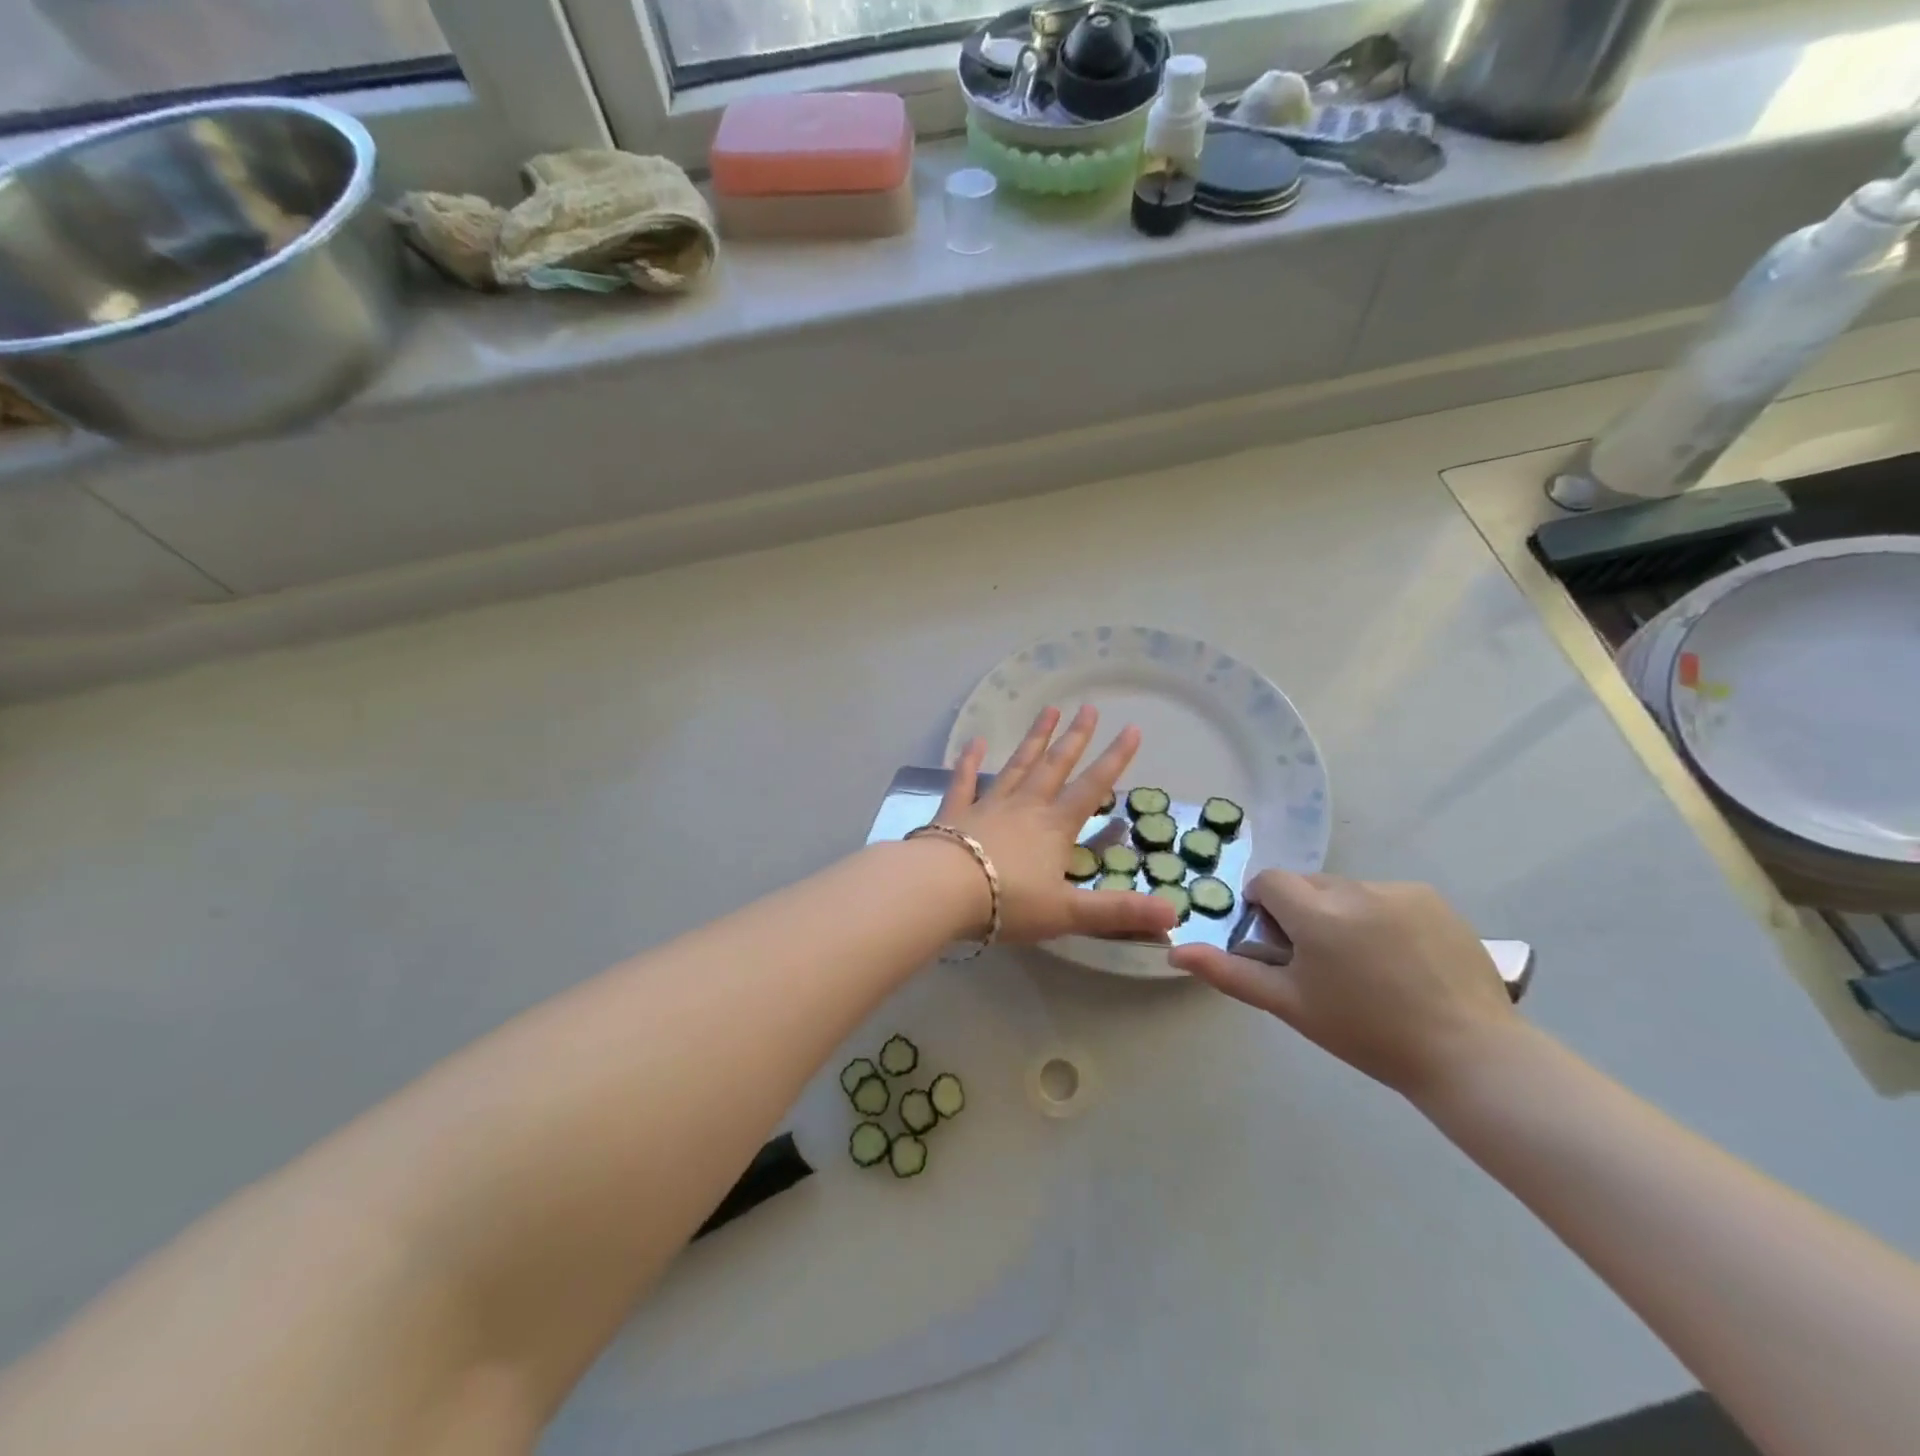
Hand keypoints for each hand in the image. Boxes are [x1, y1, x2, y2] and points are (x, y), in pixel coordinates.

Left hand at [933, 706, 1178, 944]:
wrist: (943, 890)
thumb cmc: (1008, 902)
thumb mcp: (1069, 912)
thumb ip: (1119, 912)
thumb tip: (1175, 915)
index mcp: (1055, 827)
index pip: (1092, 787)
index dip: (1115, 759)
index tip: (1132, 729)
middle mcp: (1025, 806)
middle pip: (1055, 766)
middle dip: (1075, 737)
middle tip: (1088, 708)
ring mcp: (988, 805)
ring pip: (1016, 765)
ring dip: (1034, 739)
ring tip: (1048, 710)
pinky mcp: (954, 812)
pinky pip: (964, 781)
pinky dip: (968, 761)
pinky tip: (973, 742)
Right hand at [1170, 871, 1518, 1097]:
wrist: (1469, 1055)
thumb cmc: (1366, 1033)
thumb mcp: (1290, 1005)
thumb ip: (1230, 973)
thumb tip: (1177, 950)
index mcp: (1317, 913)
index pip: (1270, 881)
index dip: (1265, 907)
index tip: (1279, 944)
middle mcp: (1356, 889)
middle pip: (1308, 884)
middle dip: (1303, 911)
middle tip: (1321, 962)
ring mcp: (1399, 890)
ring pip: (1347, 890)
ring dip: (1342, 914)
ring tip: (1367, 964)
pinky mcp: (1433, 899)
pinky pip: (1386, 896)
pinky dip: (1380, 916)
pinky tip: (1401, 959)